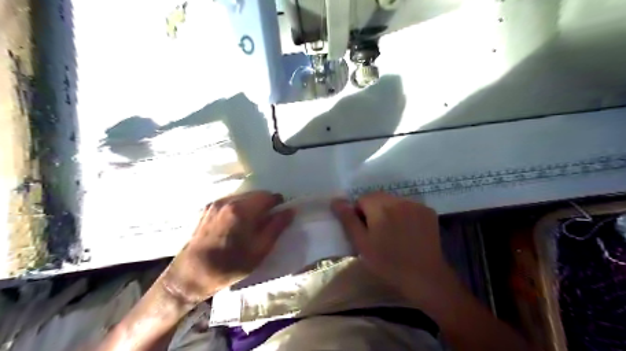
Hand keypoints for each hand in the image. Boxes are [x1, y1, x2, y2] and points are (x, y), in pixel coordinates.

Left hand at [159, 192, 290, 304]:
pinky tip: (237, 225)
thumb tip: (290, 210)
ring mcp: (216, 203)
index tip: (280, 215)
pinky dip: (240, 208)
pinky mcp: (208, 208)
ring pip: (243, 197)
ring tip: (252, 225)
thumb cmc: (230, 265)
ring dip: (252, 206)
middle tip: (267, 222)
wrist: (191, 275)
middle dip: (265, 204)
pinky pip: (231, 202)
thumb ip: (277, 227)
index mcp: (242, 210)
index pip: (268, 196)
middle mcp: (228, 201)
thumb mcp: (260, 250)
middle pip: (255, 194)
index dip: (278, 203)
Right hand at [333, 192, 455, 303]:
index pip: (362, 198)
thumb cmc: (388, 262)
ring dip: (389, 211)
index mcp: (380, 206)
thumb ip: (348, 220)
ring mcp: (416, 205)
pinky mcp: (428, 211)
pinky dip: (405, 214)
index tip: (365, 231)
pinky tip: (408, 231)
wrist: (424, 277)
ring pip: (394, 201)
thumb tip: (336, 200)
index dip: (360, 213)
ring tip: (393, 233)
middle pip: (379, 198)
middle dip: (374, 210)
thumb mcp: (362, 243)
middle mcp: (399, 200)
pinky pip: (409, 206)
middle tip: (378, 233)